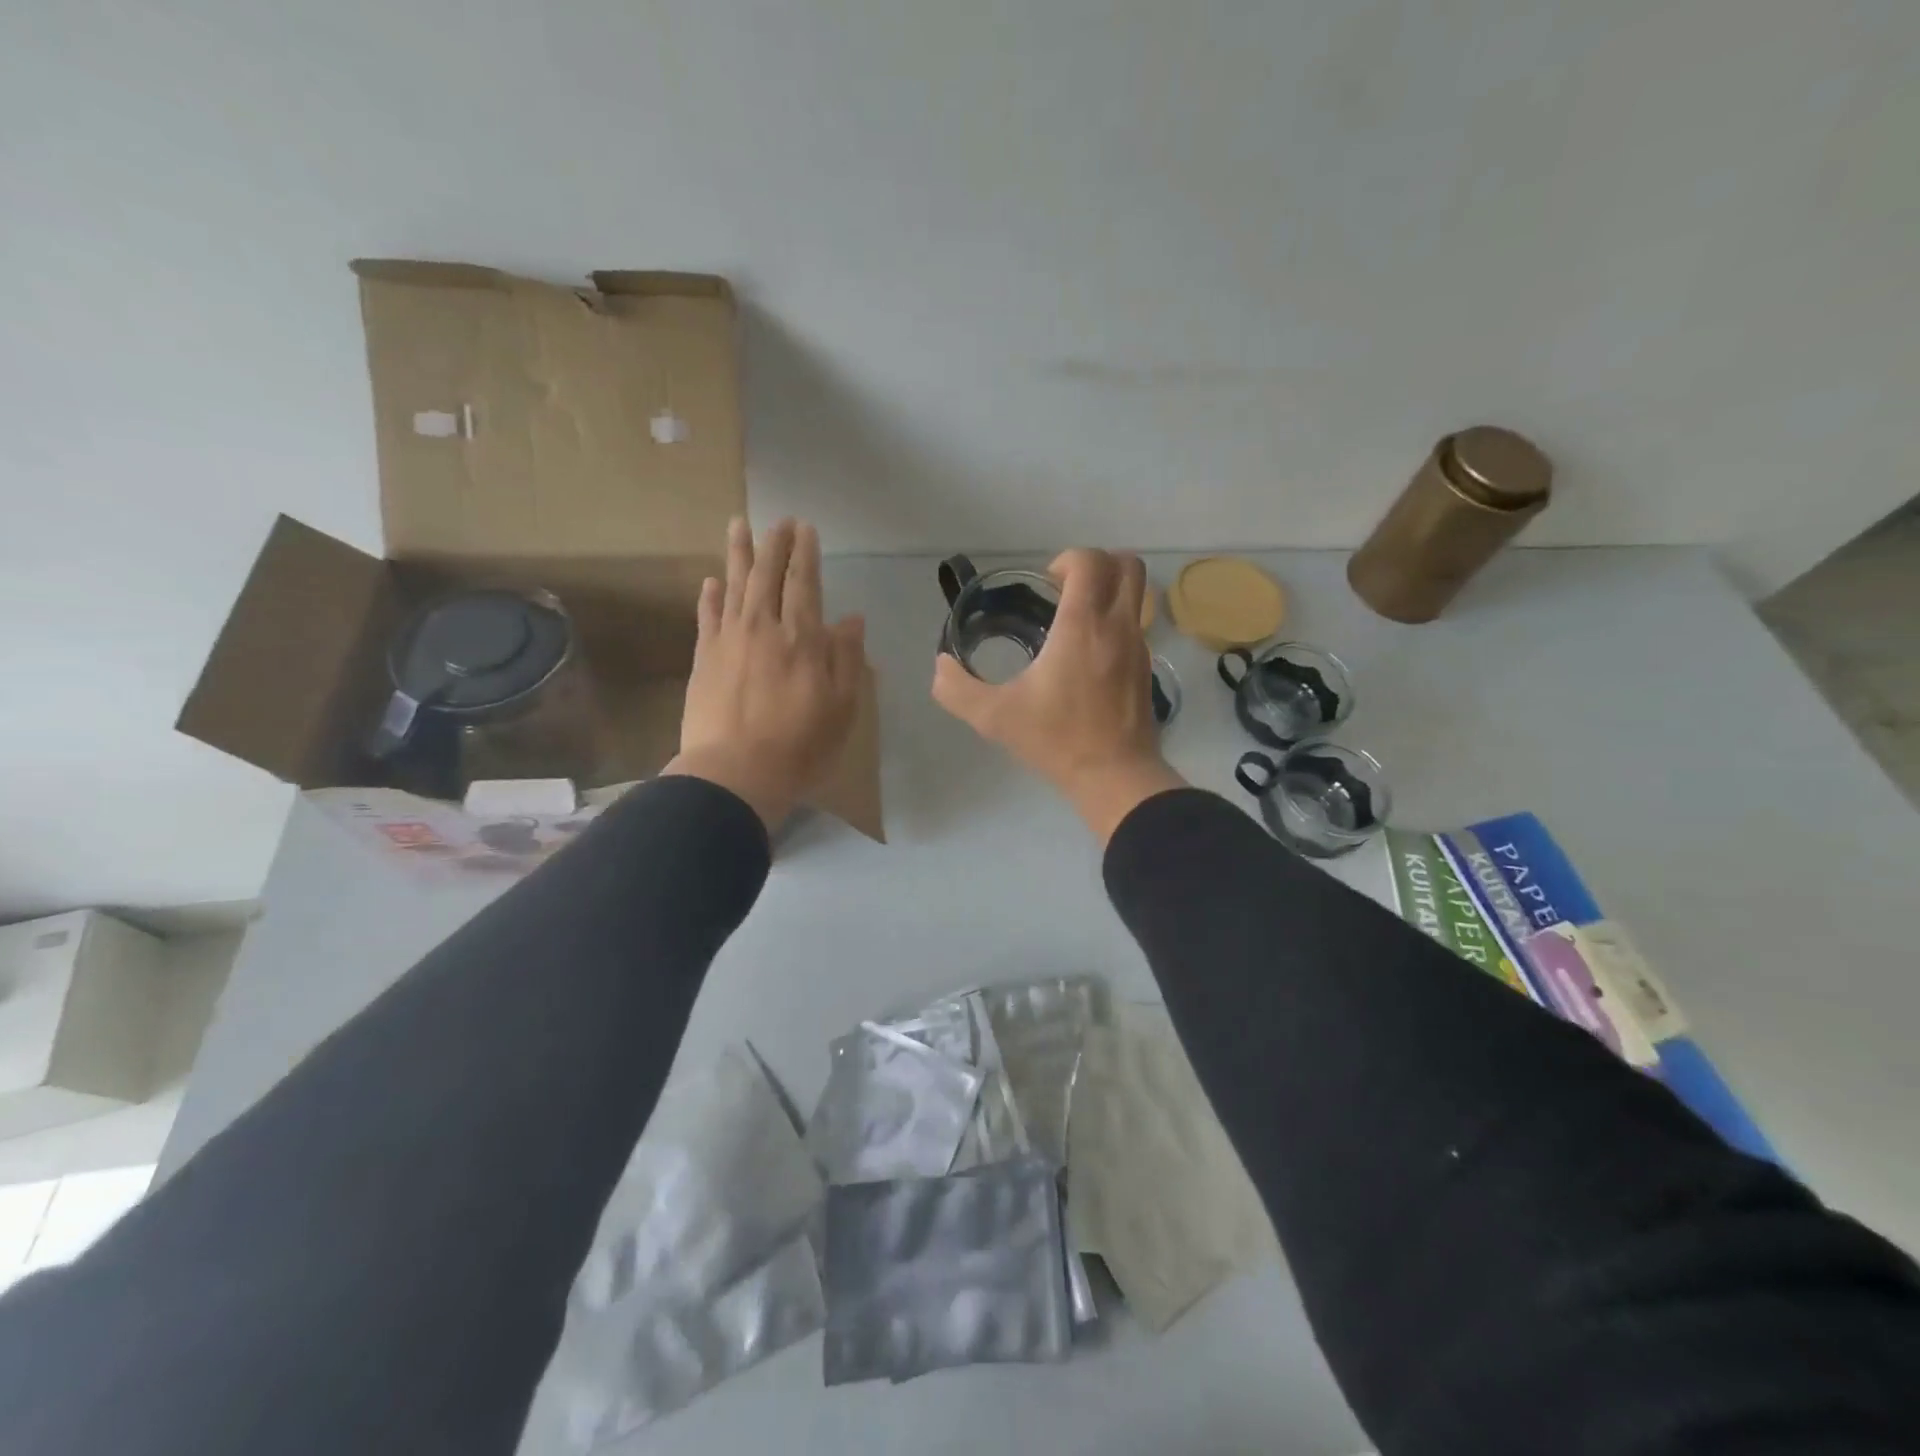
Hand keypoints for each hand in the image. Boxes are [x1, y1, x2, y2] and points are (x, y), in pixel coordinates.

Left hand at [663, 518, 866, 832]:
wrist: (735, 773)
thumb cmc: (800, 745)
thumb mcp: (842, 707)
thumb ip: (847, 658)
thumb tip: (851, 619)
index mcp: (802, 638)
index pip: (804, 583)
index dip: (805, 554)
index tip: (805, 529)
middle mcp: (764, 628)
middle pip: (767, 575)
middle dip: (774, 544)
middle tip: (778, 520)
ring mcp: (729, 640)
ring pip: (735, 586)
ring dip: (739, 554)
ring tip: (740, 525)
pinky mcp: (704, 659)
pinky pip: (707, 617)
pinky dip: (711, 596)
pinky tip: (712, 580)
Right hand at [932, 549, 1185, 842]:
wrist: (1114, 776)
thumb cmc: (1057, 740)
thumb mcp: (994, 717)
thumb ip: (957, 689)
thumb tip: (941, 666)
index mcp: (1083, 625)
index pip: (1091, 561)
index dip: (1067, 560)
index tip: (1046, 586)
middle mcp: (1118, 626)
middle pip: (1127, 564)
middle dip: (1096, 565)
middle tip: (1065, 592)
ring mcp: (1139, 646)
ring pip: (1139, 593)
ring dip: (1110, 591)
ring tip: (1076, 620)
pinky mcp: (1147, 668)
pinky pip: (1137, 624)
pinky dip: (1116, 621)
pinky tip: (1089, 655)